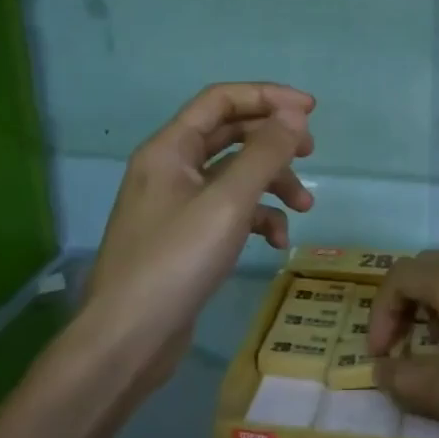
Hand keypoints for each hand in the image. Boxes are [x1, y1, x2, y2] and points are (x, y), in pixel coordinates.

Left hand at [81, 83, 314, 385]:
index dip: (267, 97)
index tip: (310, 110)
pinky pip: (228, 211)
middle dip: (273, 141)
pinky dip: (256, 218)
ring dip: (272, 183)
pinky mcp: (186, 238)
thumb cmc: (175, 261)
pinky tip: (276, 242)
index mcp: (170, 148)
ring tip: (305, 206)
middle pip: (230, 135)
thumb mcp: (228, 202)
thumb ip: (264, 153)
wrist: (127, 341)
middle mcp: (170, 168)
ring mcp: (176, 204)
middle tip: (311, 152)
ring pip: (234, 175)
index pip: (221, 100)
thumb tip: (294, 114)